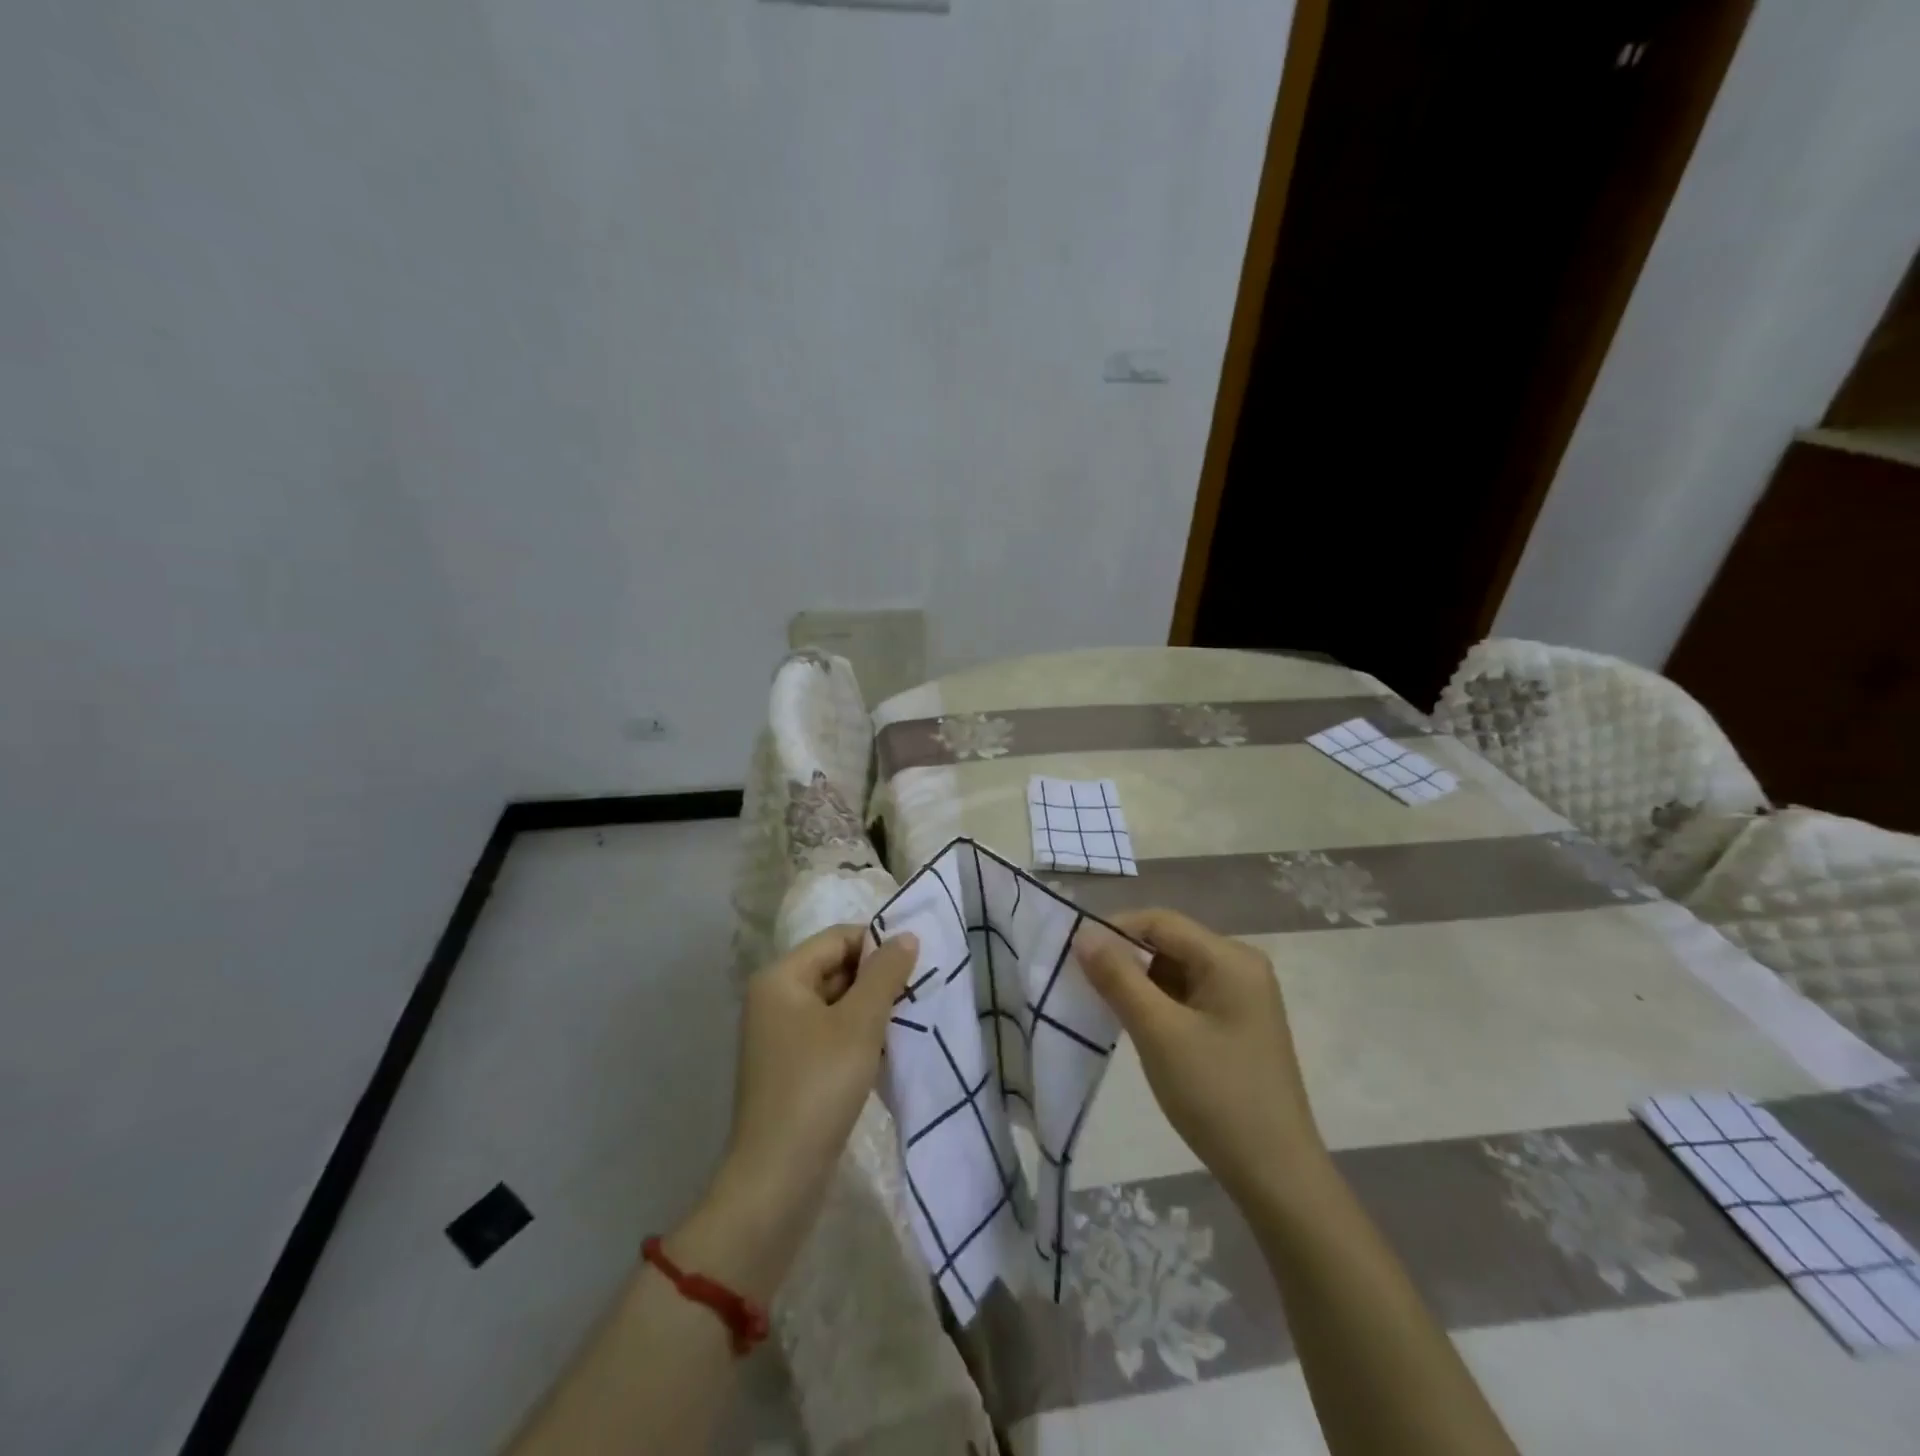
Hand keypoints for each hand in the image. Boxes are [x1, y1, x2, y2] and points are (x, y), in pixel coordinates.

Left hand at [684, 926, 917, 1296]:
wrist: (777, 1179)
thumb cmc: (818, 1086)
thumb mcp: (860, 1024)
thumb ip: (885, 975)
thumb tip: (906, 936)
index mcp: (780, 978)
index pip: (837, 939)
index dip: (877, 945)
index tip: (916, 964)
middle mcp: (774, 1000)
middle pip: (835, 969)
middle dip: (876, 980)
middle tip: (917, 993)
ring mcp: (779, 1036)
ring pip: (836, 1004)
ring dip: (871, 1010)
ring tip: (907, 1022)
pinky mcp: (790, 1067)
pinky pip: (830, 1034)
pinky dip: (858, 1036)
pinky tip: (886, 1053)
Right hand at [1074, 909, 1326, 1206]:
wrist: (1276, 1177)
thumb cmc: (1216, 1096)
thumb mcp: (1158, 1032)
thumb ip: (1118, 977)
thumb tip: (1083, 933)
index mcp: (1230, 958)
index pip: (1160, 922)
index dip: (1114, 930)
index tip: (1073, 955)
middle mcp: (1240, 966)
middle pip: (1169, 943)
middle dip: (1125, 958)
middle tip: (1082, 983)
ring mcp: (1242, 996)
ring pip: (1175, 970)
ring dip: (1138, 982)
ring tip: (1103, 1006)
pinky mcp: (1237, 1023)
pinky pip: (1187, 995)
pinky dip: (1157, 1003)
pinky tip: (1136, 1025)